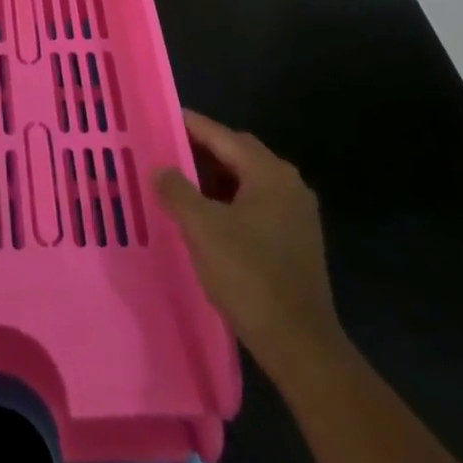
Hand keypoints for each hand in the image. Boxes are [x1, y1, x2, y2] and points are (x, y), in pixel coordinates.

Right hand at [156, 110, 342, 380]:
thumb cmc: (249, 276)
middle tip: (167, 151)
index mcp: (269, 173)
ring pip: (248, 180)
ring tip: (181, 184)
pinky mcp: (296, 241)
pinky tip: (208, 218)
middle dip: (203, 150)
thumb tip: (161, 168)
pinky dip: (230, 201)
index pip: (222, 135)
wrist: (301, 345)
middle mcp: (288, 184)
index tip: (161, 117)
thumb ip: (177, 190)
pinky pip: (256, 204)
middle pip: (238, 153)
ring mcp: (297, 214)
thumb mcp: (202, 228)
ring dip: (215, 178)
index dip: (190, 125)